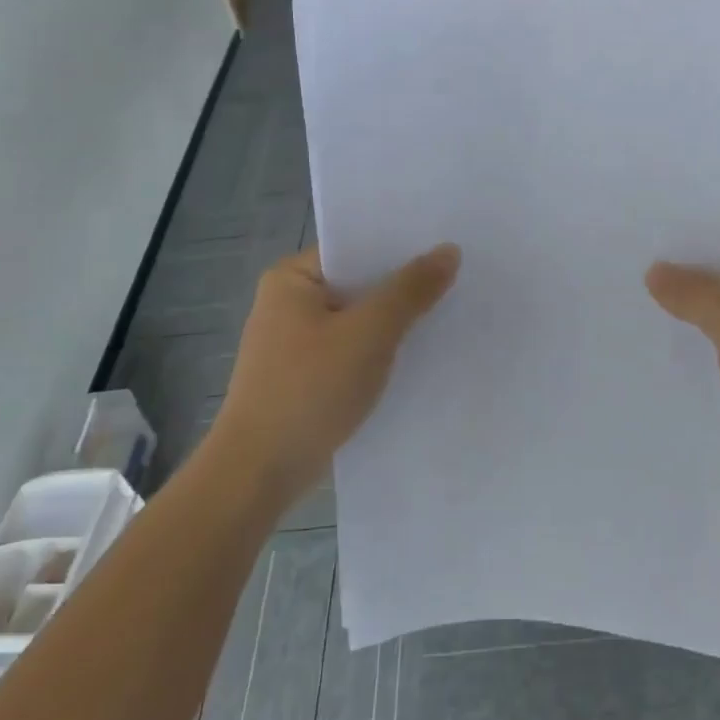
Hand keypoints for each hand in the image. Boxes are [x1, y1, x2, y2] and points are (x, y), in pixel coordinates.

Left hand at [204, 245, 459, 508]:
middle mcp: (289, 303)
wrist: (260, 473)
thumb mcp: (370, 333)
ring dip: (395, 323)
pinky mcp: (306, 377)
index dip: (400, 247)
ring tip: (448, 314)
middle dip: (403, 287)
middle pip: (359, 284)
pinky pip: (352, 350)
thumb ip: (410, 290)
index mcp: (292, 279)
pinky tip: (418, 356)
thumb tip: (449, 250)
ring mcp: (295, 343)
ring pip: (359, 320)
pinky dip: (380, 352)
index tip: (447, 246)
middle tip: (459, 278)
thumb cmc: (311, 389)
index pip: (355, 248)